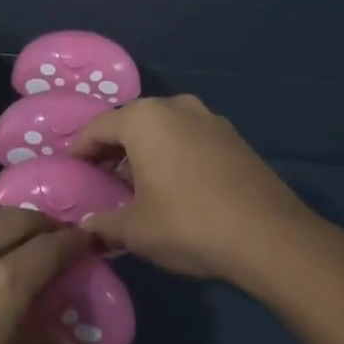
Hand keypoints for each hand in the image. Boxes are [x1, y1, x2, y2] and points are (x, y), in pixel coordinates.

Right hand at [69, 94, 314, 283]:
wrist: (271, 237)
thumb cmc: (190, 224)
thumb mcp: (136, 231)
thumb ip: (103, 224)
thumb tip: (86, 226)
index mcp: (143, 118)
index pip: (97, 128)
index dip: (80, 151)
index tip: (71, 171)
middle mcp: (174, 105)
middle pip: (130, 123)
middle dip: (113, 148)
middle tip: (101, 178)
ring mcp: (208, 117)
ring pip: (162, 128)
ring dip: (146, 150)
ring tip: (139, 183)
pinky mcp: (233, 136)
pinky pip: (189, 137)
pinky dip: (174, 153)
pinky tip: (177, 184)